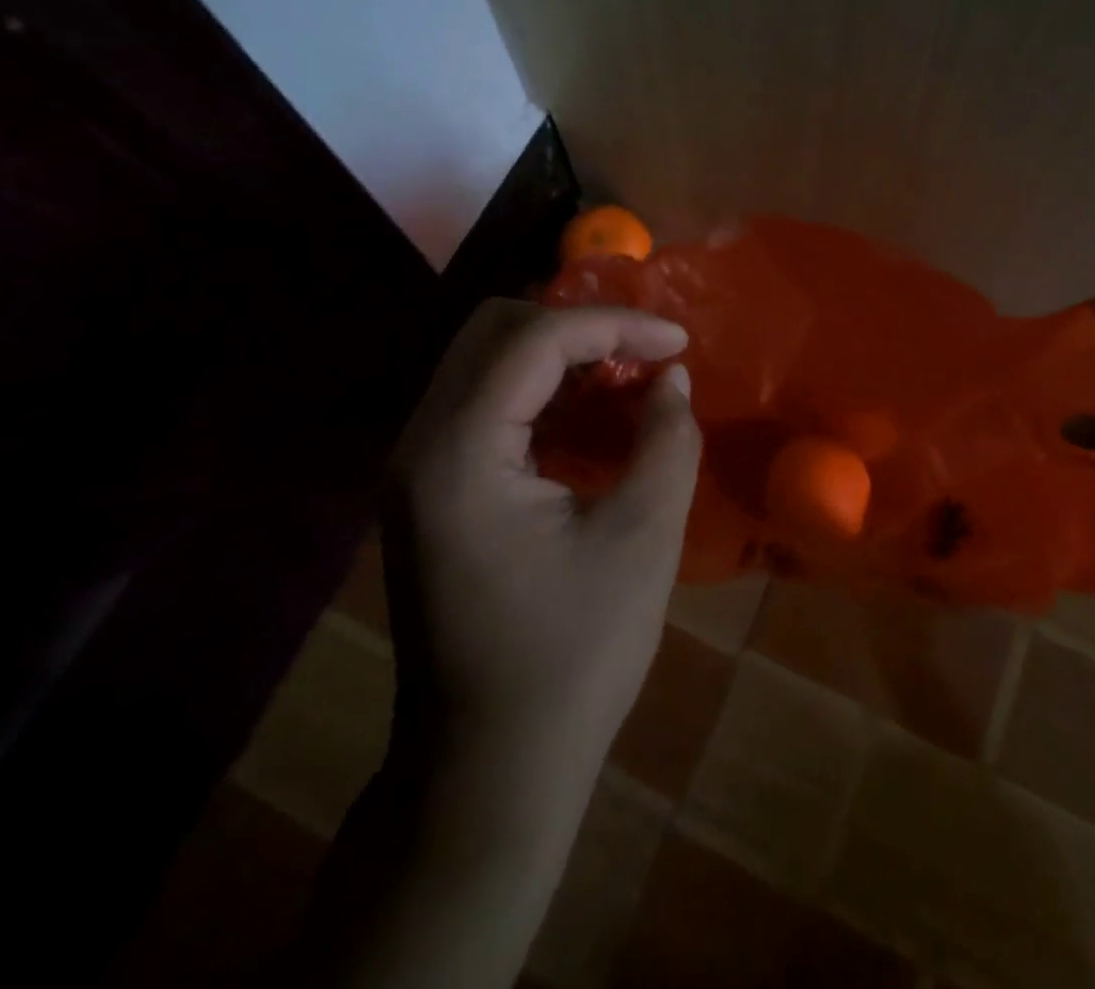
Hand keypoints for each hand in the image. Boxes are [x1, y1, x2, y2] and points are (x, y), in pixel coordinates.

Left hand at [383, 299, 700, 769]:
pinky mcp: (430, 487)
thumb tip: (672, 378)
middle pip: (495, 330)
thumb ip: (666, 441)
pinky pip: (484, 402)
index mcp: (459, 453)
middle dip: (579, 326)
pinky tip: (590, 412)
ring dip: (560, 354)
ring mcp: (416, 466)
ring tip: (628, 375)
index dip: (613, 325)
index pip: (533, 340)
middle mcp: (420, 443)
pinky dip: (541, 389)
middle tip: (646, 352)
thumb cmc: (572, 660)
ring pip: (486, 359)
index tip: (678, 340)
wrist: (488, 770)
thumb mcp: (642, 542)